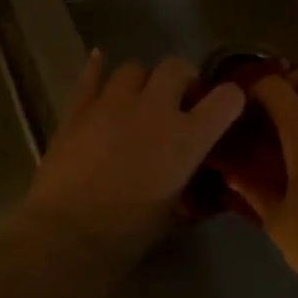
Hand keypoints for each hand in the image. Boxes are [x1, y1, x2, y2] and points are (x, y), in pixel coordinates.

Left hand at [9, 51, 245, 260]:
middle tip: (178, 101)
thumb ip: (188, 183)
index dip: (230, 99)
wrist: (67, 235)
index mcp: (186, 138)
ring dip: (142, 81)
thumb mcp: (174, 210)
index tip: (224, 108)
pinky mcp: (78, 108)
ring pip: (134, 67)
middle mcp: (154, 109)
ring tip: (138, 99)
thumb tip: (197, 179)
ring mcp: (112, 103)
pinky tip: (98, 61)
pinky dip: (97, 69)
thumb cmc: (128, 234)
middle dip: (182, 79)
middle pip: (176, 66)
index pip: (226, 98)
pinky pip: (91, 76)